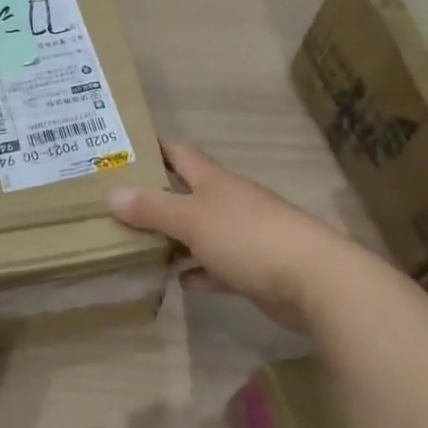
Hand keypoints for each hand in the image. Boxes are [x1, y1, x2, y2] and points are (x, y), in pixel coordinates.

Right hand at [107, 139, 363, 331]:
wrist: (315, 280)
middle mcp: (228, 201)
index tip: (123, 147)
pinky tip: (178, 281)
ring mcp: (243, 234)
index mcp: (214, 180)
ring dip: (174, 236)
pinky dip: (198, 271)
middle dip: (156, 195)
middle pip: (187, 191)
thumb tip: (112, 193)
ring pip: (200, 230)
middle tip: (115, 202)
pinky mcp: (254, 268)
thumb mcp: (193, 219)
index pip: (179, 152)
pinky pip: (216, 266)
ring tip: (135, 243)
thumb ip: (153, 208)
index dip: (154, 146)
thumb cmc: (249, 237)